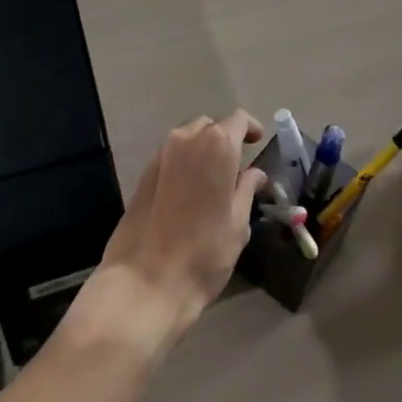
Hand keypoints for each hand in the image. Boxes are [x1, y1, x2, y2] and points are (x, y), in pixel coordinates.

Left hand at [87, 112, 267, 344]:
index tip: (258, 141)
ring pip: (188, 138)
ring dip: (203, 150)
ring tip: (213, 179)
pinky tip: (190, 192)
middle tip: (236, 165)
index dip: (250, 128)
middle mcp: (187, 139)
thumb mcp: (237, 224)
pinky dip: (184, 162)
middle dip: (225, 139)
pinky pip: (171, 156)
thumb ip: (246, 190)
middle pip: (210, 126)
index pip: (238, 120)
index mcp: (217, 145)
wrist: (145, 282)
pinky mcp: (143, 173)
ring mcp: (161, 154)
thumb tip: (254, 174)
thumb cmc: (203, 253)